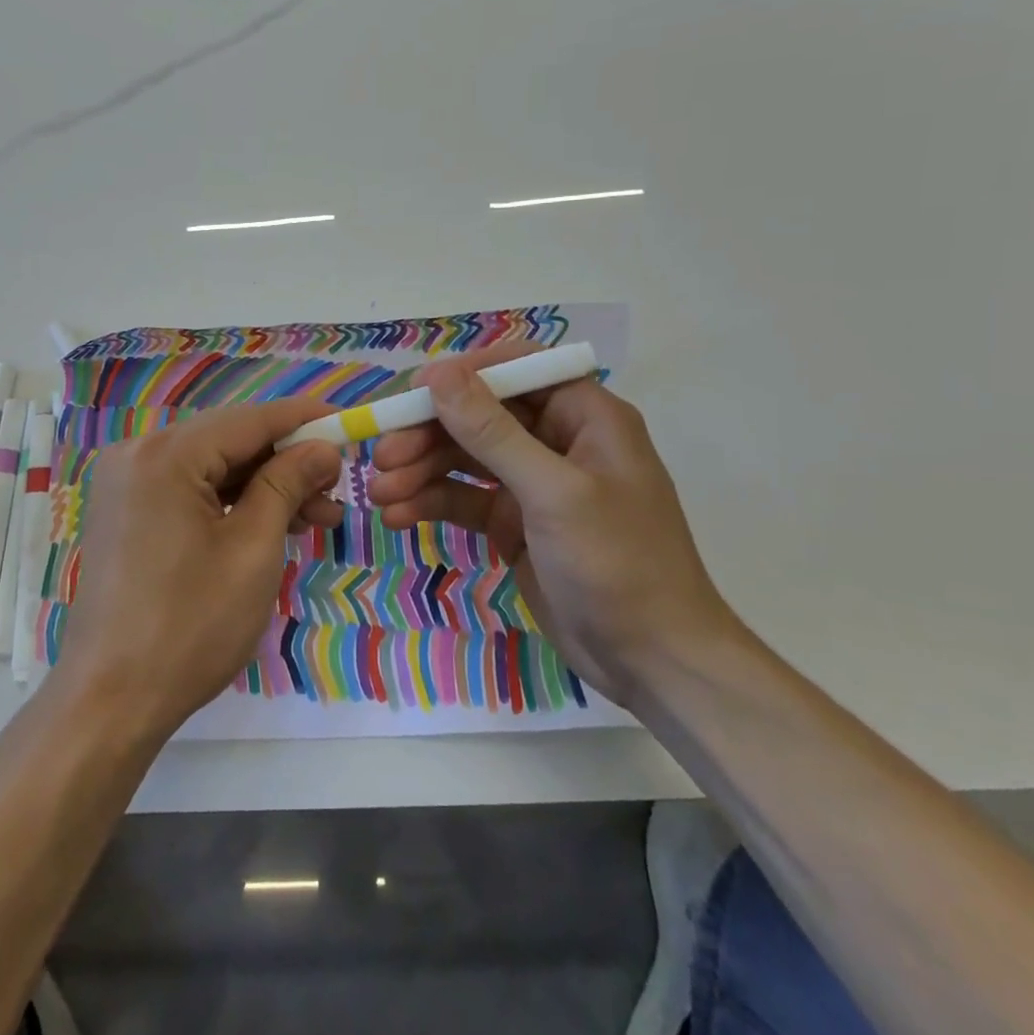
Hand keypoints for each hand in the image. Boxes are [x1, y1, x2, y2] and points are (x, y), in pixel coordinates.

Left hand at [58, 398, 344, 739]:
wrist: (110, 700)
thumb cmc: (189, 626)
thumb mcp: (253, 550)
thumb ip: (287, 484)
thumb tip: (322, 447)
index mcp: (165, 454)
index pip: (249, 419)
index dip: (304, 420)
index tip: (349, 425)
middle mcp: (138, 453)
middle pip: (229, 440)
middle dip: (287, 461)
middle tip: (337, 489)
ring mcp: (126, 483)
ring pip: (211, 466)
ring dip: (263, 485)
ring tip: (316, 517)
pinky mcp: (125, 511)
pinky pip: (188, 489)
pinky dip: (230, 502)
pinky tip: (271, 523)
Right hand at [368, 344, 735, 697]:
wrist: (653, 663)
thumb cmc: (619, 564)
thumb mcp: (554, 493)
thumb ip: (492, 433)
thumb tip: (439, 374)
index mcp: (584, 416)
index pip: (516, 370)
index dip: (463, 376)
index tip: (412, 394)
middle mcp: (556, 440)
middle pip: (479, 416)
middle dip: (428, 433)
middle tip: (382, 456)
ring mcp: (532, 483)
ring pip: (464, 458)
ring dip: (419, 471)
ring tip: (380, 494)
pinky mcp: (514, 522)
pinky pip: (464, 498)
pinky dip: (430, 503)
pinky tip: (398, 516)